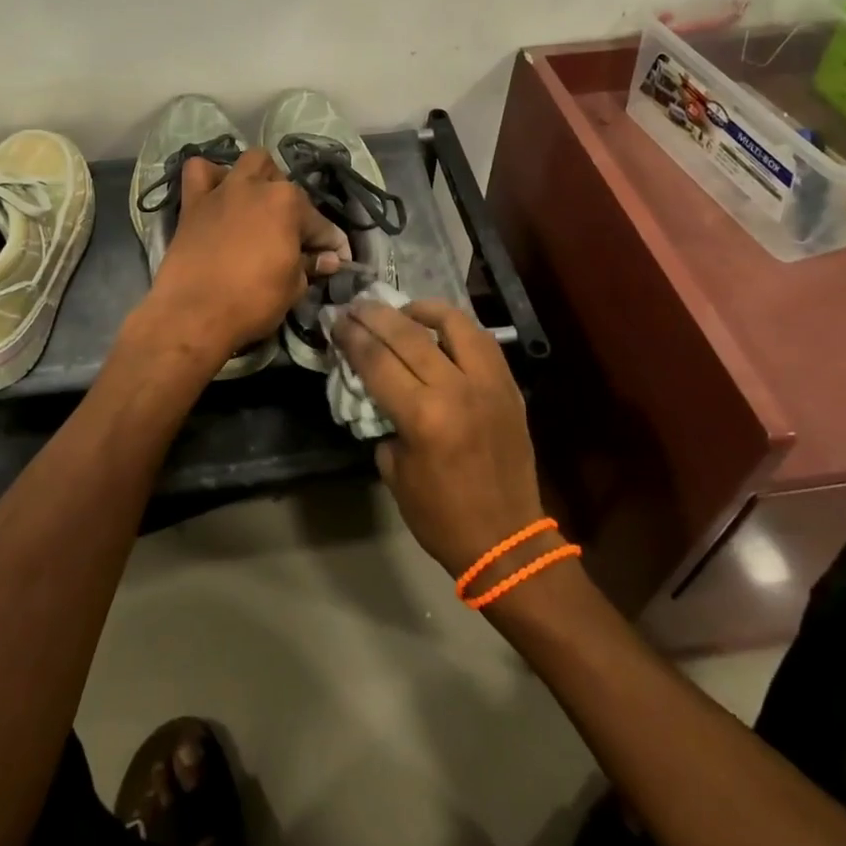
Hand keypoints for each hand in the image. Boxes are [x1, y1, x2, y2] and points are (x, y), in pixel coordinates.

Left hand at [143, 149, 346, 361]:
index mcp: (288, 204)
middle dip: (296, 211)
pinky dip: (212, 177)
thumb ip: (310, 266)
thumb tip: (326, 260)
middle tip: (294, 240)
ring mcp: (223, 190)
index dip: (332, 244)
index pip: (321, 224)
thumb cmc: (251, 302)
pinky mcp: (193, 202)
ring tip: (261, 205)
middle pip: (287, 188)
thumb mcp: (293, 288)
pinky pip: (199, 171)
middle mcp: (257, 187)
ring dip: (261, 179)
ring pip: (251, 162)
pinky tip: (219, 195)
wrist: (193, 314)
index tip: (336, 260)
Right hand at [334, 299, 543, 577]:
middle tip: (356, 305)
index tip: (336, 320)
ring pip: (454, 324)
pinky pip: (483, 341)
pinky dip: (457, 328)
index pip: (377, 360)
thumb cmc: (441, 516)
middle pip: (408, 334)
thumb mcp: (394, 472)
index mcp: (423, 416)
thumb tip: (379, 391)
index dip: (352, 336)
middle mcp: (456, 389)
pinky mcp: (509, 387)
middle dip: (376, 315)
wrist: (507, 541)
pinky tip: (440, 329)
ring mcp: (488, 383)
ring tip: (402, 309)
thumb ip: (385, 423)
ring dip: (422, 310)